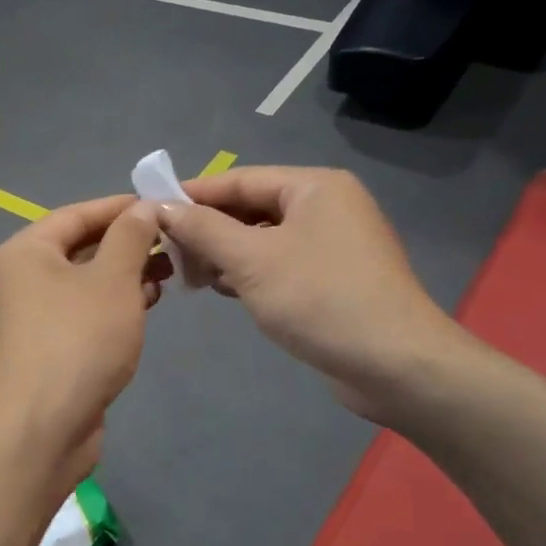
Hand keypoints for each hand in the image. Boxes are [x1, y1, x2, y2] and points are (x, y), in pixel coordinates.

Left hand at [0, 195, 168, 486]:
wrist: (45, 426)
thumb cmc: (78, 340)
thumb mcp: (112, 279)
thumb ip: (130, 237)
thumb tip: (143, 208)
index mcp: (27, 251)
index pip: (77, 214)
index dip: (120, 207)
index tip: (162, 204)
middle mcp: (23, 278)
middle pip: (81, 247)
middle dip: (128, 243)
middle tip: (173, 241)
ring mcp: (35, 315)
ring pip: (87, 281)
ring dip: (126, 274)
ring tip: (169, 272)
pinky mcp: (50, 346)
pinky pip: (86, 311)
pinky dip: (115, 303)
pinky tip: (148, 304)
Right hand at [154, 166, 464, 423]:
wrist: (395, 365)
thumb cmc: (319, 299)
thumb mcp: (251, 259)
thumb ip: (203, 229)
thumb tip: (162, 207)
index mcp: (314, 187)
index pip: (239, 179)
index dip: (192, 193)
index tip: (150, 209)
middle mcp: (326, 207)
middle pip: (251, 208)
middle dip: (208, 230)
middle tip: (169, 254)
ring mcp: (333, 245)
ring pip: (262, 239)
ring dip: (225, 254)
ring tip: (191, 277)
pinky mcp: (333, 280)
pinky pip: (278, 264)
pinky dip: (248, 273)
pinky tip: (223, 290)